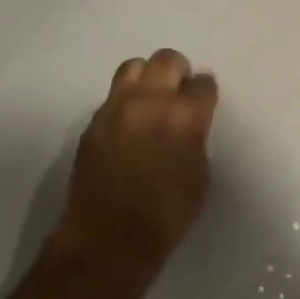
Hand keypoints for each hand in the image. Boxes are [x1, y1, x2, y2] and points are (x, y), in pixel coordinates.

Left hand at [51, 49, 219, 298]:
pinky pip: (113, 96)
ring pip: (133, 67)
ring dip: (148, 77)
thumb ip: (196, 138)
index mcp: (184, 116)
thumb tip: (191, 123)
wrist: (110, 238)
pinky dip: (126, 101)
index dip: (206, 91)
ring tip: (152, 99)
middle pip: (166, 60)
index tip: (205, 99)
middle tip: (180, 92)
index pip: (202, 84)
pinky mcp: (93, 122)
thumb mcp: (199, 175)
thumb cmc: (168, 215)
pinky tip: (130, 124)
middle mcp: (149, 102)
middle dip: (178, 71)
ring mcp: (116, 109)